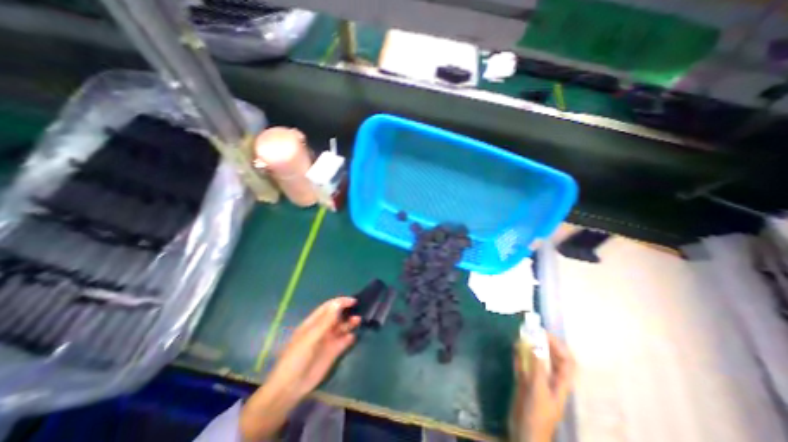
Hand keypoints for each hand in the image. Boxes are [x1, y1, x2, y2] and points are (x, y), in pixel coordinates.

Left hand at [243, 296, 359, 440]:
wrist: (290, 387)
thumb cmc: (296, 358)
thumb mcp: (310, 337)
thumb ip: (325, 321)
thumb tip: (338, 304)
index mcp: (313, 323)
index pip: (329, 307)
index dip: (340, 302)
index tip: (353, 301)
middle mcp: (322, 329)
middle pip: (337, 316)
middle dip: (347, 311)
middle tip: (359, 309)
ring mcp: (328, 340)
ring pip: (342, 327)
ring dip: (350, 323)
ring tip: (358, 320)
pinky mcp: (333, 352)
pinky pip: (344, 342)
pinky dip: (349, 338)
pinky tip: (353, 337)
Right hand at [508, 335, 575, 440]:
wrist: (524, 434)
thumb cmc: (536, 416)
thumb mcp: (538, 392)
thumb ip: (538, 370)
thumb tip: (536, 347)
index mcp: (560, 383)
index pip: (567, 361)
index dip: (559, 346)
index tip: (544, 333)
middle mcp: (550, 379)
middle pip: (551, 357)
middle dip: (543, 342)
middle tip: (530, 330)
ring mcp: (537, 380)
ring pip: (536, 359)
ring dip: (530, 346)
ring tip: (521, 335)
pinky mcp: (525, 381)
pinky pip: (523, 364)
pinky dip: (519, 354)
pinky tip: (514, 347)